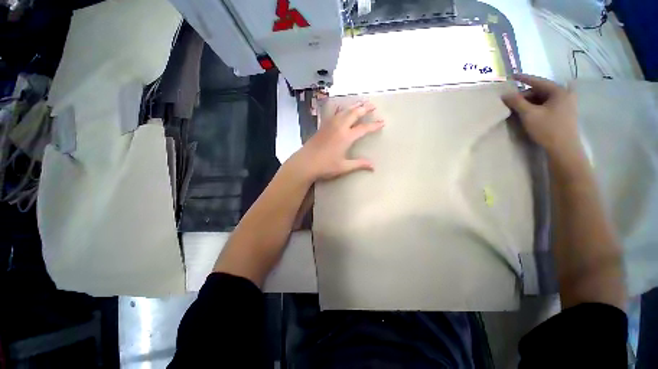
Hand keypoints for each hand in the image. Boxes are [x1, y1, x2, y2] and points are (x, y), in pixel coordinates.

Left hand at [294, 101, 383, 181]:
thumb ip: (359, 164)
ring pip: (343, 111)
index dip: (374, 125)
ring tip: (360, 103)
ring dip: (353, 106)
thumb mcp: (343, 167)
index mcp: (346, 137)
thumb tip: (373, 166)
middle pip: (354, 114)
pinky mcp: (322, 126)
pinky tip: (340, 108)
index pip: (363, 128)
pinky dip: (339, 109)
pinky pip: (332, 114)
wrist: (305, 163)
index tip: (382, 122)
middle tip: (373, 105)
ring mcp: (330, 125)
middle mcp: (339, 127)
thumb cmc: (325, 166)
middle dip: (364, 108)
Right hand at [502, 74, 582, 160]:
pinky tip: (530, 111)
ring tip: (519, 107)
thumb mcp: (529, 114)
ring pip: (544, 98)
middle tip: (512, 99)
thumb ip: (517, 102)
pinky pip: (548, 104)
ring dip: (531, 101)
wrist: (563, 149)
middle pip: (541, 90)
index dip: (523, 78)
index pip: (538, 81)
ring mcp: (566, 104)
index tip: (512, 76)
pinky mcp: (565, 113)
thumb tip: (505, 94)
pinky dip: (537, 106)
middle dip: (526, 94)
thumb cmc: (547, 129)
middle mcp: (565, 94)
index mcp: (559, 91)